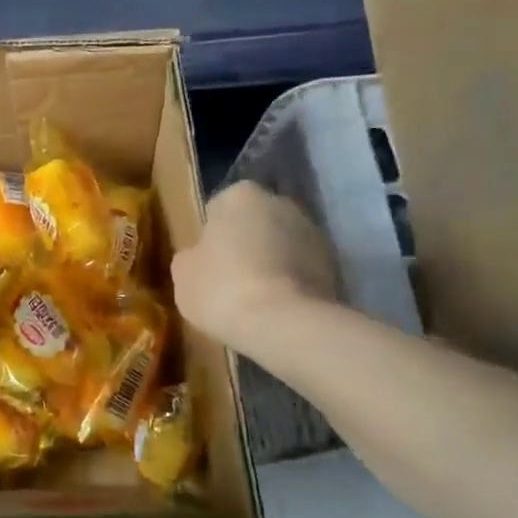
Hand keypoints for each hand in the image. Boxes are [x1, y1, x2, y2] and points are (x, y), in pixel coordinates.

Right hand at [171, 182, 338, 347]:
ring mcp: (312, 230)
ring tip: (257, 298)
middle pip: (254, 222)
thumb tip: (200, 256)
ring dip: (271, 262)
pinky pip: (301, 268)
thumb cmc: (222, 288)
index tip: (206, 263)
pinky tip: (278, 307)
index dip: (210, 237)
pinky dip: (292, 281)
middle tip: (230, 279)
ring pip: (281, 244)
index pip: (218, 209)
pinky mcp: (334, 262)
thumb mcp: (183, 274)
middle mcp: (280, 201)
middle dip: (245, 244)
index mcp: (239, 195)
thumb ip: (190, 256)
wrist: (283, 322)